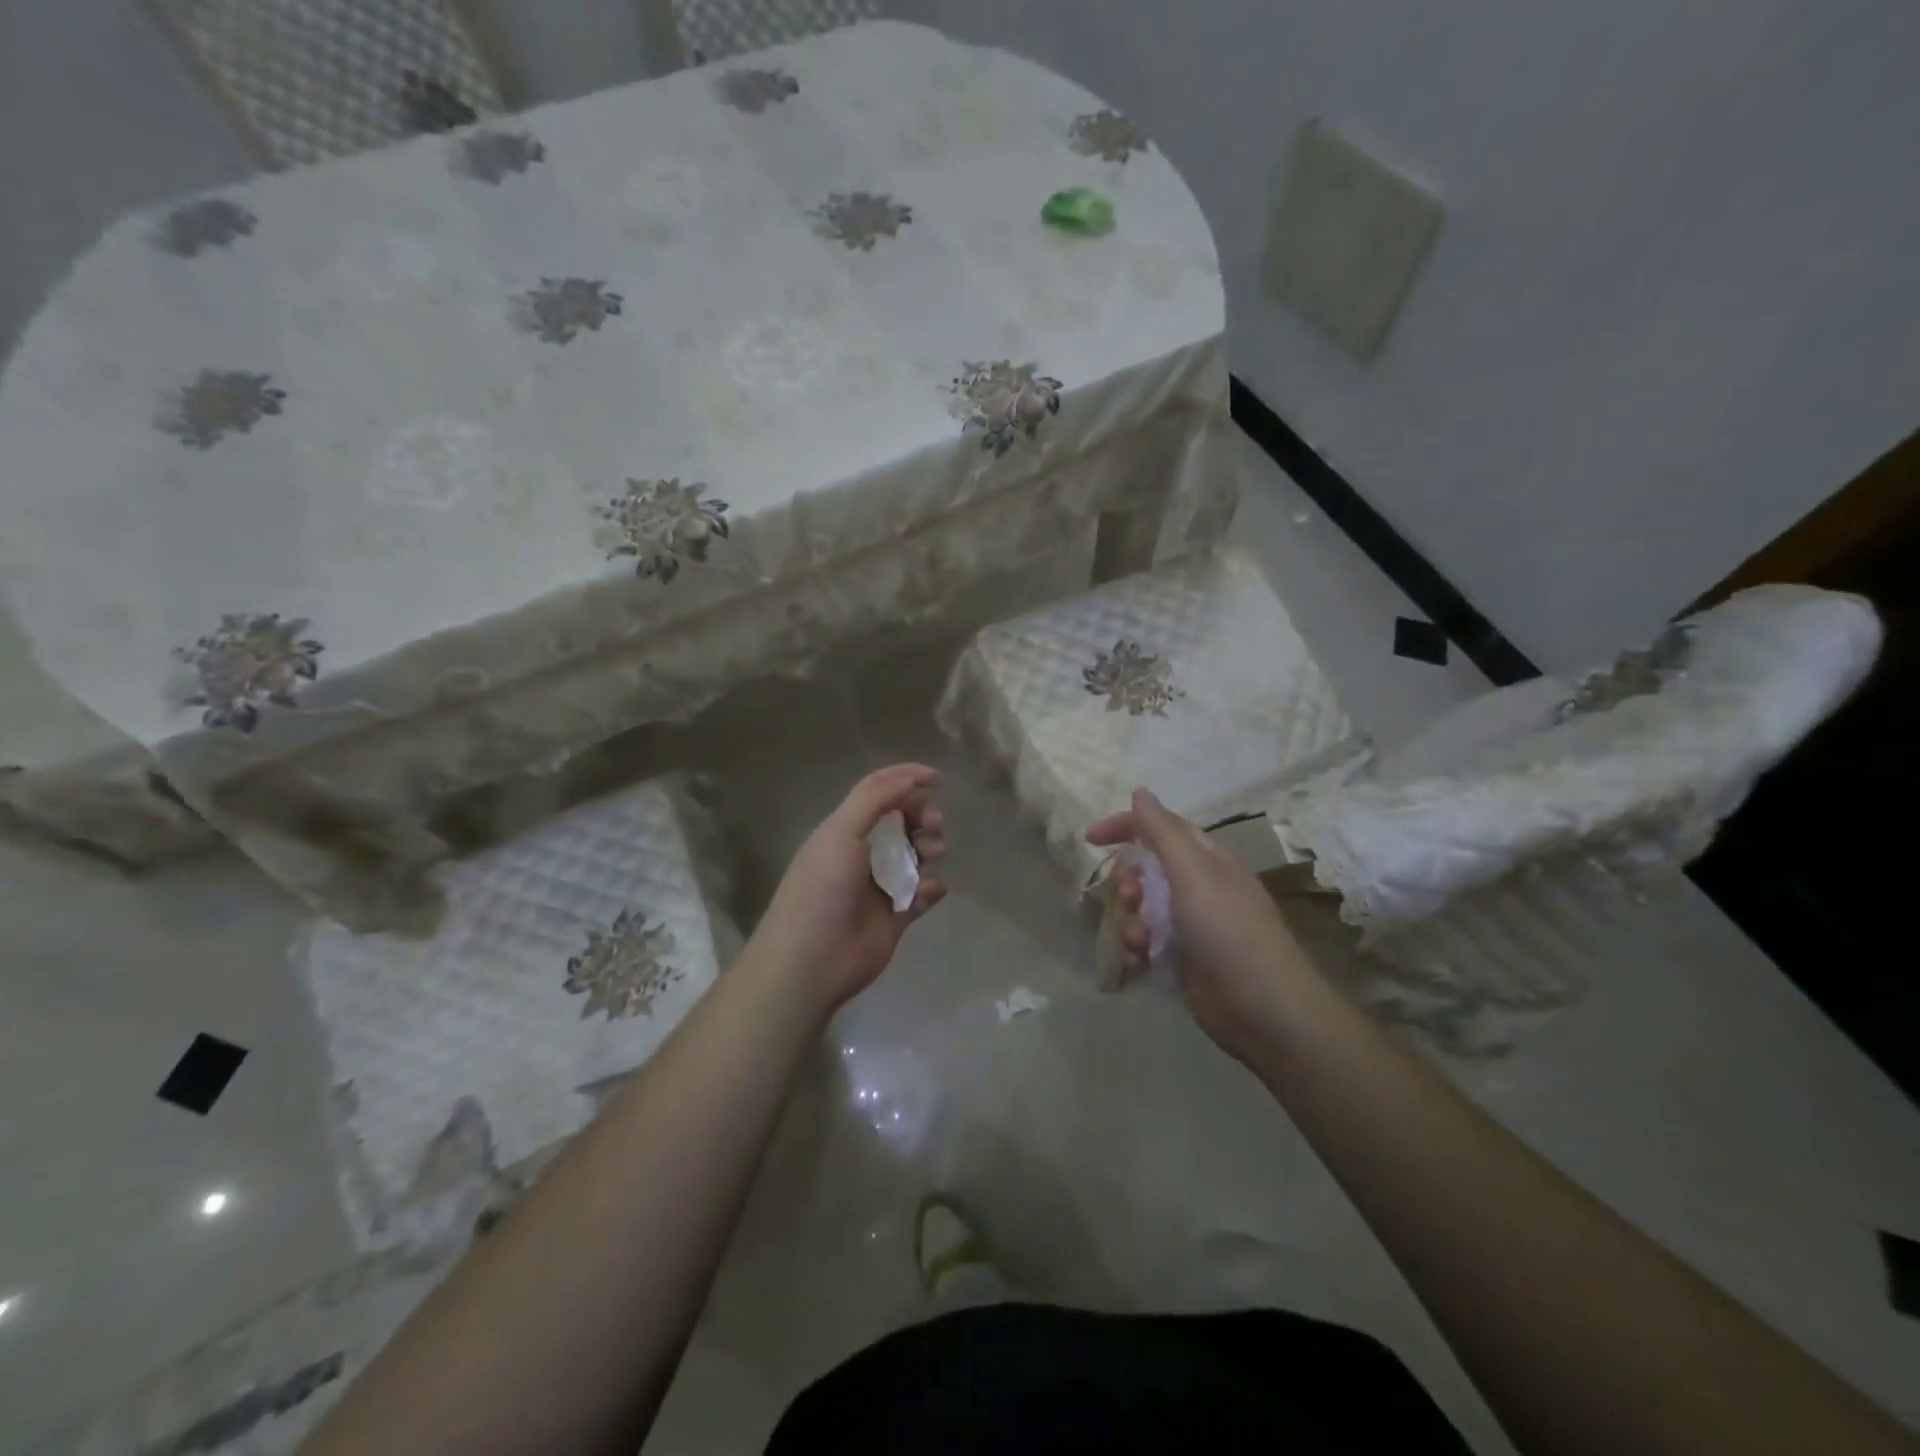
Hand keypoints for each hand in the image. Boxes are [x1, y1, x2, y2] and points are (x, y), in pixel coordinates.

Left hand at [748, 764, 947, 1009]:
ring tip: (931, 856)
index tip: (936, 778)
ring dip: (930, 849)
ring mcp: (880, 885)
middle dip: (923, 816)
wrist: (813, 959)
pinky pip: (923, 894)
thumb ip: (876, 799)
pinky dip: (932, 888)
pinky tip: (928, 891)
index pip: (878, 792)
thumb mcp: (842, 832)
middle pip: (903, 822)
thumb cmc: (823, 888)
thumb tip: (912, 778)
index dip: (905, 779)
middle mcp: (863, 853)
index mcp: (845, 829)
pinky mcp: (896, 916)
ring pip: (917, 856)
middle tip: (933, 824)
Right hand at [1087, 788, 1317, 1062]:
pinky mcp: (1181, 961)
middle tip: (1132, 899)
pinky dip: (1136, 951)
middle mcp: (1196, 889)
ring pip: (1140, 910)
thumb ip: (1163, 832)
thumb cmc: (1227, 931)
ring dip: (1130, 922)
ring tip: (1140, 942)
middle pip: (1144, 871)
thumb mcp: (1193, 873)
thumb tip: (1140, 792)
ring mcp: (1189, 927)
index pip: (1159, 830)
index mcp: (1205, 861)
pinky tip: (1139, 964)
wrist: (1262, 1009)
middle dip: (1128, 884)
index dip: (1125, 827)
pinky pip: (1144, 944)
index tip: (1091, 839)